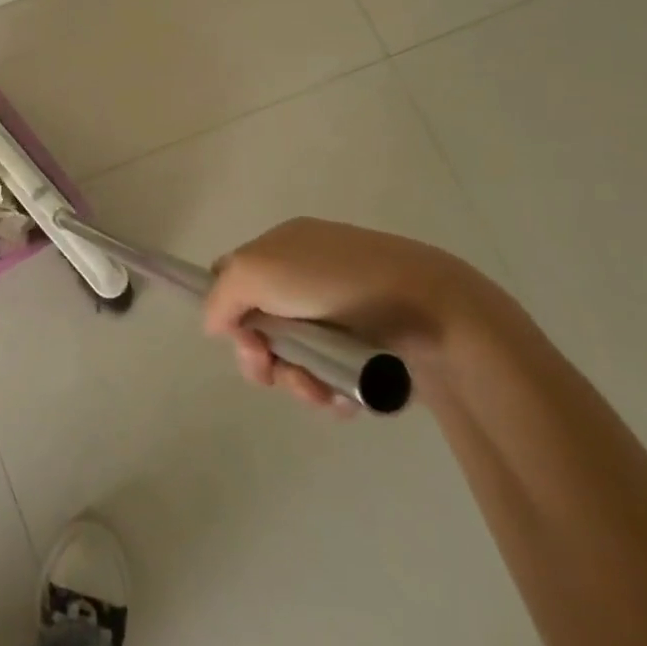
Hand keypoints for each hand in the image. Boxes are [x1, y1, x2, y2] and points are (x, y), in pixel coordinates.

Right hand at [202, 217, 506, 415]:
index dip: (228, 312)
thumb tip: (216, 325)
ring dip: (298, 382)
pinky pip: (330, 377)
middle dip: (263, 359)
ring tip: (321, 391)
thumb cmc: (335, 281)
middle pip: (261, 329)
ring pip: (294, 360)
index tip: (241, 336)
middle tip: (275, 371)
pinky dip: (330, 391)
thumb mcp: (258, 270)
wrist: (430, 312)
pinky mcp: (367, 350)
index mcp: (283, 248)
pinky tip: (344, 398)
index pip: (234, 277)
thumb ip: (221, 295)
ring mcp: (340, 315)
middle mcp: (307, 278)